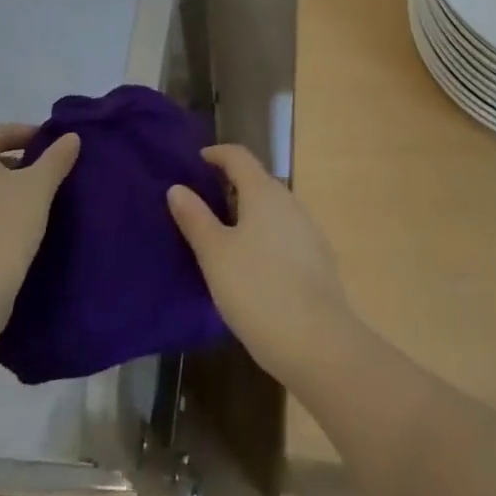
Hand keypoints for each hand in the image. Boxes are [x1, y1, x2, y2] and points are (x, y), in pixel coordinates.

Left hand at [0, 124, 79, 336]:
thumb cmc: (4, 227)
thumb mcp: (39, 187)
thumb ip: (56, 158)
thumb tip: (70, 137)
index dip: (24, 132)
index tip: (51, 143)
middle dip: (21, 159)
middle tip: (50, 168)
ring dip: (12, 186)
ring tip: (42, 198)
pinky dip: (2, 209)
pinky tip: (24, 225)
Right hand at [167, 145, 361, 385]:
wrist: (318, 341)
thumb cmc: (258, 290)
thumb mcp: (215, 255)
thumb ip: (195, 219)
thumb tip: (177, 188)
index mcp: (264, 192)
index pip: (239, 156)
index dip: (217, 154)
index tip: (197, 161)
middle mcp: (290, 201)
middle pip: (257, 180)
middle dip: (230, 185)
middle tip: (201, 203)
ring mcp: (308, 229)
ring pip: (272, 208)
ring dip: (247, 212)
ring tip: (221, 235)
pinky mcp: (317, 257)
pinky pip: (283, 232)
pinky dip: (263, 234)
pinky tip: (252, 264)